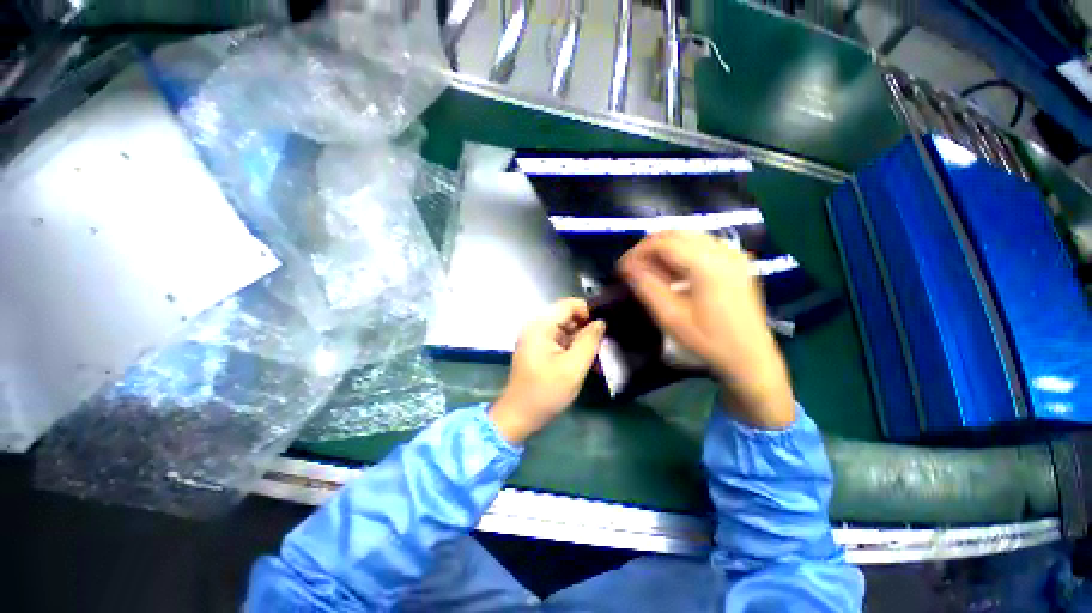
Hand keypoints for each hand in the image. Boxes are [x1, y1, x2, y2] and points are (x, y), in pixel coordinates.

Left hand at [489, 298, 606, 443]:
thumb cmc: (546, 392)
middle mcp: (537, 326)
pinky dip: (574, 349)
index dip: (589, 312)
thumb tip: (601, 322)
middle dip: (587, 329)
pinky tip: (587, 363)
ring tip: (598, 357)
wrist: (520, 416)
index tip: (605, 328)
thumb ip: (589, 341)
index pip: (569, 304)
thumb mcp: (573, 367)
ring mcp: (537, 338)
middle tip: (605, 345)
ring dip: (582, 342)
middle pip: (568, 317)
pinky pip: (561, 341)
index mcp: (541, 326)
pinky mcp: (539, 349)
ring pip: (567, 330)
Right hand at [618, 231, 794, 428]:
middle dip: (649, 247)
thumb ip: (646, 287)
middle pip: (676, 233)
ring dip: (664, 248)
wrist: (750, 357)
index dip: (638, 251)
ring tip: (650, 270)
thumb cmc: (708, 341)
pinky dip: (681, 252)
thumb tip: (627, 267)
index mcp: (707, 265)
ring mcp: (733, 254)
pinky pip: (701, 244)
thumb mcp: (670, 317)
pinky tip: (673, 272)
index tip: (622, 268)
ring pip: (688, 236)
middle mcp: (722, 251)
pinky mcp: (736, 261)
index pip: (663, 243)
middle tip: (633, 267)